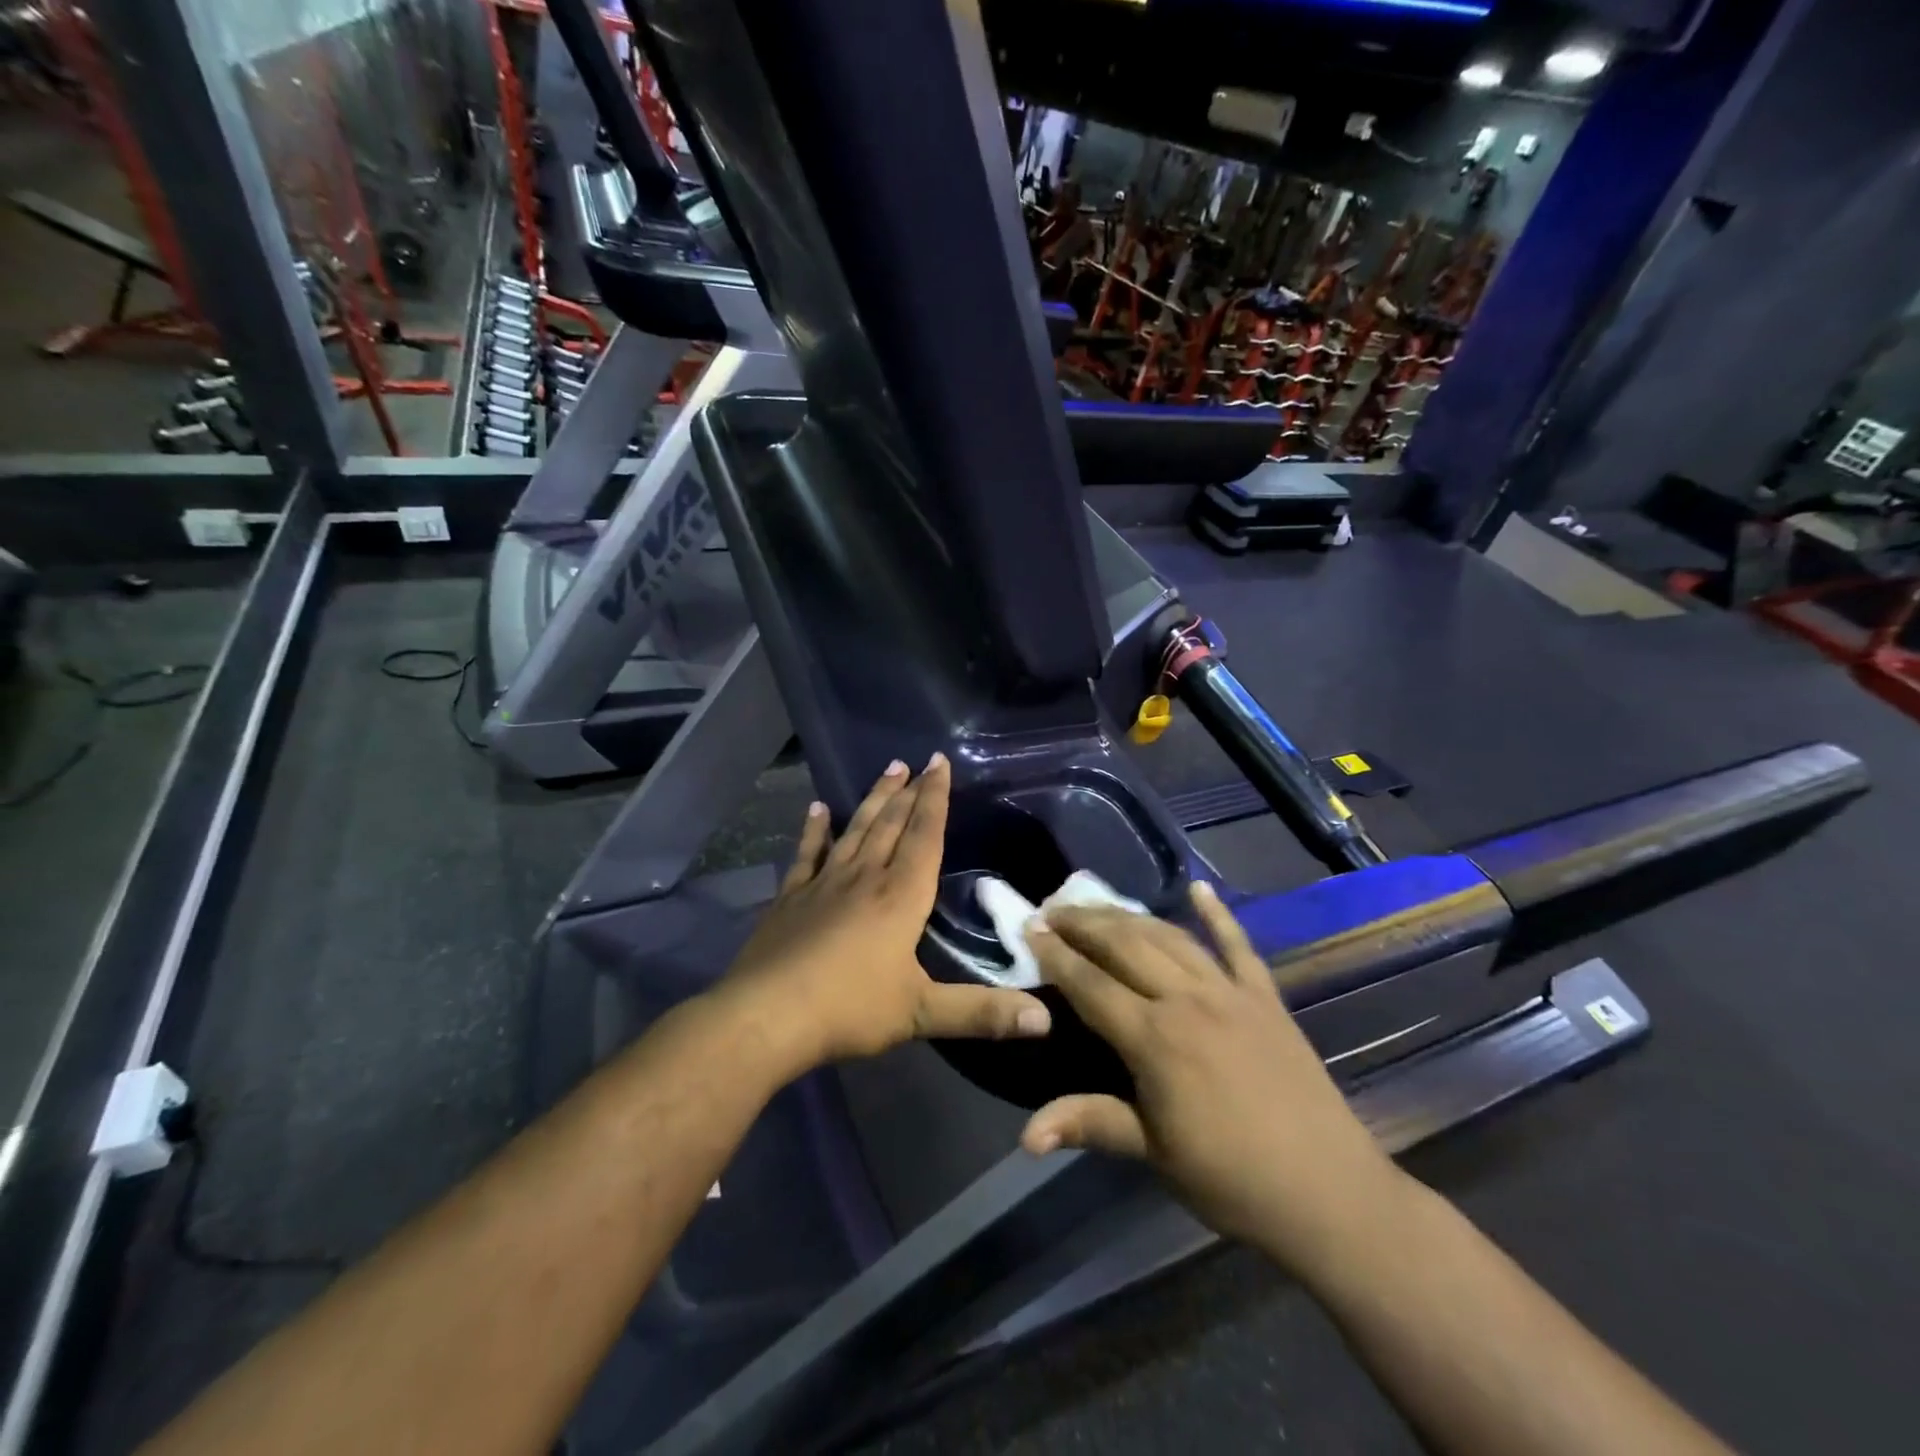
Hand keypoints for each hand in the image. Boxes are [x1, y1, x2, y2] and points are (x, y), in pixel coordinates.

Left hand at [717, 754, 1051, 1073]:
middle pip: (891, 825)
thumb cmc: (850, 1009)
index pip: (924, 836)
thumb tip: (1046, 1020)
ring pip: (855, 831)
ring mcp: (823, 884)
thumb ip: (982, 1013)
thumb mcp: (921, 1013)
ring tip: (888, 770)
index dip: (936, 799)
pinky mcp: (790, 898)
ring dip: (873, 800)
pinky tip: (816, 809)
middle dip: (909, 792)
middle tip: (918, 761)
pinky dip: (814, 831)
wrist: (766, 1017)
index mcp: (900, 897)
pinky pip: (807, 855)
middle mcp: (864, 878)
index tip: (940, 764)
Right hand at [1020, 882, 1403, 1268]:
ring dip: (1130, 916)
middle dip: (1085, 923)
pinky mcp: (1266, 997)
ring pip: (1170, 937)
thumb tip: (1026, 1136)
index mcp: (1155, 1039)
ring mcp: (1231, 992)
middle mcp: (1188, 1000)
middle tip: (1053, 908)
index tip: (1029, 928)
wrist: (1330, 1194)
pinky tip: (1200, 889)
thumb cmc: (1231, 1179)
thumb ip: (1089, 1123)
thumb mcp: (1153, 1153)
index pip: (1091, 983)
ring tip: (1098, 904)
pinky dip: (1219, 915)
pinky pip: (1238, 945)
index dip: (1056, 954)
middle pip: (1126, 946)